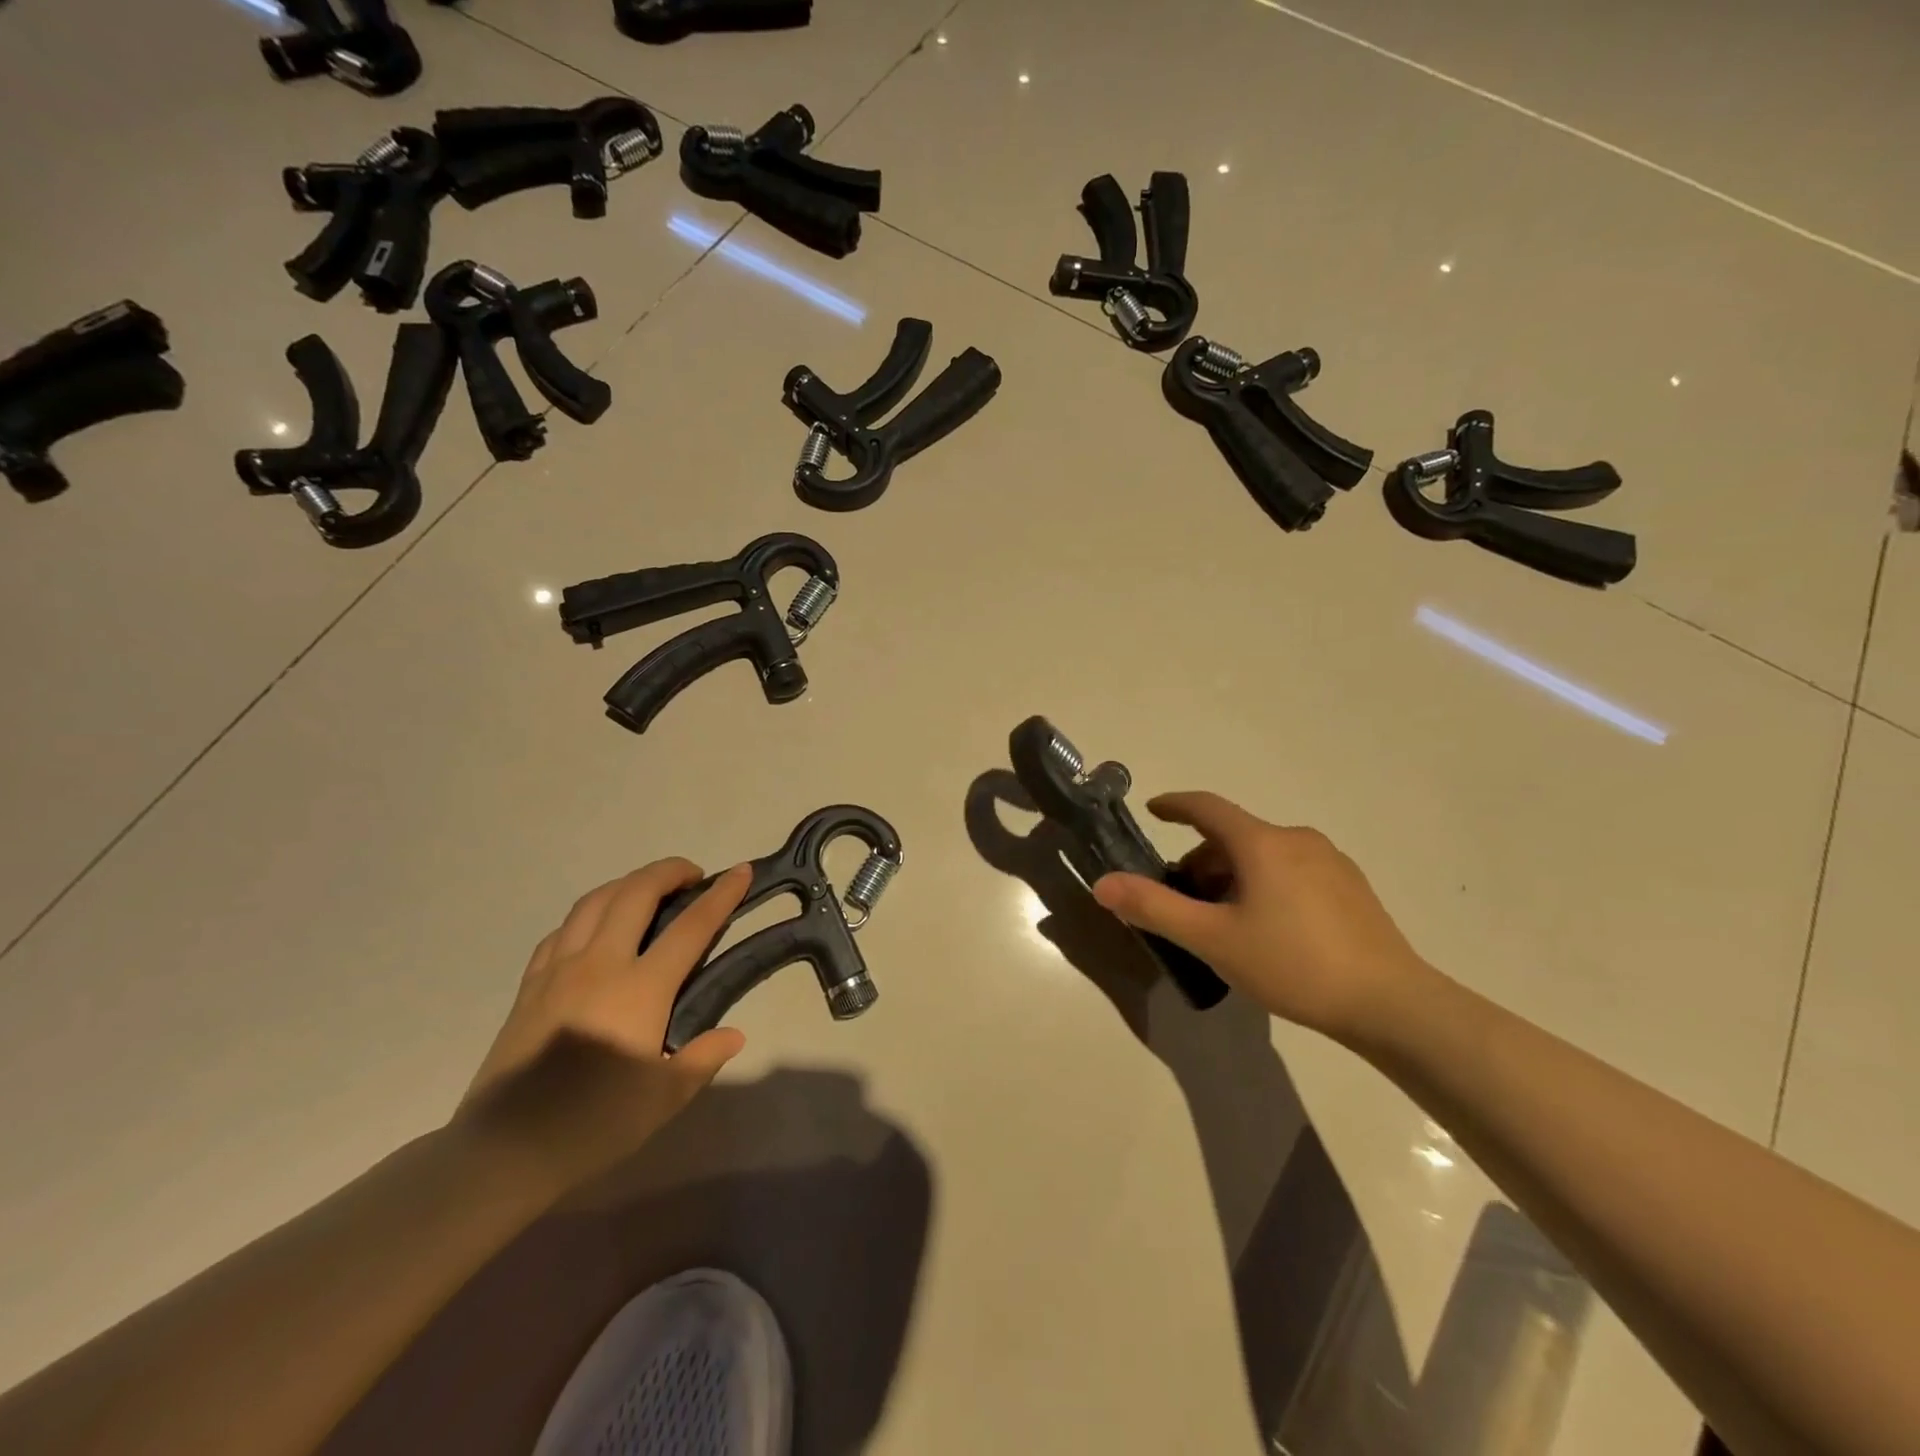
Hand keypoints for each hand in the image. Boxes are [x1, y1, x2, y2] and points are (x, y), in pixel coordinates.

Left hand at [455, 859, 751, 1193]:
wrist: (503, 1151)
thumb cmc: (593, 1124)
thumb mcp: (663, 1099)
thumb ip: (703, 1058)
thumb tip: (734, 1034)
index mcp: (640, 989)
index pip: (691, 927)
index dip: (721, 895)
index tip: (741, 871)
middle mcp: (600, 965)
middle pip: (637, 894)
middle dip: (669, 871)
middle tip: (693, 875)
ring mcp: (559, 970)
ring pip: (595, 901)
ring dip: (628, 883)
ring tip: (648, 890)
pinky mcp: (530, 985)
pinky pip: (563, 930)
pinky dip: (590, 913)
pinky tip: (596, 927)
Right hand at [1091, 792, 1431, 1041]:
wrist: (1391, 1004)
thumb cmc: (1293, 964)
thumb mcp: (1213, 939)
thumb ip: (1155, 908)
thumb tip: (1102, 884)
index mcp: (1261, 843)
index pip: (1207, 807)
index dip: (1175, 805)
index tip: (1153, 810)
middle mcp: (1296, 839)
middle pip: (1234, 837)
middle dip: (1201, 862)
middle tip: (1184, 902)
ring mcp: (1330, 862)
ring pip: (1264, 855)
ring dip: (1233, 876)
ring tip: (1224, 923)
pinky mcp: (1351, 888)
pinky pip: (1292, 871)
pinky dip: (1265, 885)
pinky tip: (1270, 930)